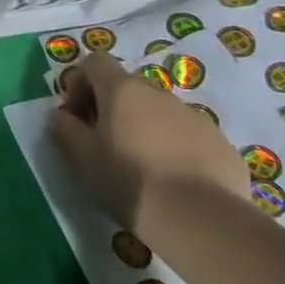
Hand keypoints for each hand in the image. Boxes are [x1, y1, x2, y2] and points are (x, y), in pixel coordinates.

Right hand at [48, 50, 246, 243]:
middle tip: (105, 145)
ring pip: (160, 114)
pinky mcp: (222, 146)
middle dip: (112, 110)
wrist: (202, 221)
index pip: (95, 62)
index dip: (80, 83)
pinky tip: (174, 184)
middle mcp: (160, 94)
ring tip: (143, 169)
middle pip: (128, 89)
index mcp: (123, 90)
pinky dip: (176, 151)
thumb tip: (62, 116)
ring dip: (145, 130)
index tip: (76, 117)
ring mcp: (196, 118)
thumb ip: (64, 128)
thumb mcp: (80, 156)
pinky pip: (190, 138)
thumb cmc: (129, 180)